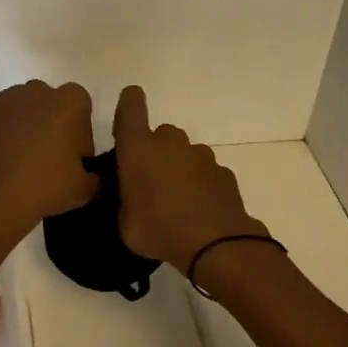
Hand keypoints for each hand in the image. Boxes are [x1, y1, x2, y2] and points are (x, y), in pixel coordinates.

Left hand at [0, 80, 97, 240]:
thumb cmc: (46, 188)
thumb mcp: (83, 189)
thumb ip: (92, 176)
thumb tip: (88, 175)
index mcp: (70, 104)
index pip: (81, 103)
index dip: (80, 128)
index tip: (75, 153)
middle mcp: (39, 91)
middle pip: (50, 99)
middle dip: (52, 120)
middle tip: (49, 152)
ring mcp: (7, 97)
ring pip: (21, 101)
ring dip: (25, 118)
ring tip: (19, 150)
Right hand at [112, 85, 267, 273]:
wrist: (216, 244)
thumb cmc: (159, 230)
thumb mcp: (125, 223)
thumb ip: (125, 201)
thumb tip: (130, 197)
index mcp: (138, 148)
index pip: (131, 107)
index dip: (129, 102)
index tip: (129, 104)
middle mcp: (170, 142)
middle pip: (160, 135)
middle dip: (155, 152)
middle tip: (151, 182)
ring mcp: (200, 155)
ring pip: (184, 153)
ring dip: (179, 168)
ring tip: (176, 201)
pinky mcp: (223, 171)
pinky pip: (205, 172)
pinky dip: (200, 184)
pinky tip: (199, 210)